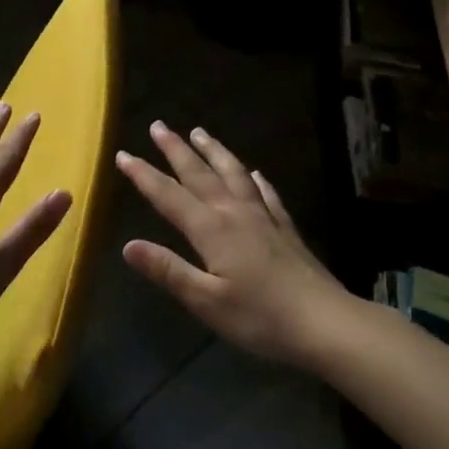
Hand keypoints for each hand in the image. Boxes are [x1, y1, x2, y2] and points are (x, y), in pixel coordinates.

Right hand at [117, 122, 349, 369]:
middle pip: (200, 174)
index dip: (144, 175)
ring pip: (233, 174)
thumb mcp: (206, 301)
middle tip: (159, 126)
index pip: (169, 196)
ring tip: (200, 132)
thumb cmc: (260, 317)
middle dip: (176, 150)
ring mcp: (263, 217)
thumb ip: (168, 270)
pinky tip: (254, 173)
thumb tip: (128, 245)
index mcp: (212, 230)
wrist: (325, 322)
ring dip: (214, 151)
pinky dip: (255, 179)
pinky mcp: (285, 228)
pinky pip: (266, 194)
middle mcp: (235, 213)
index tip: (123, 154)